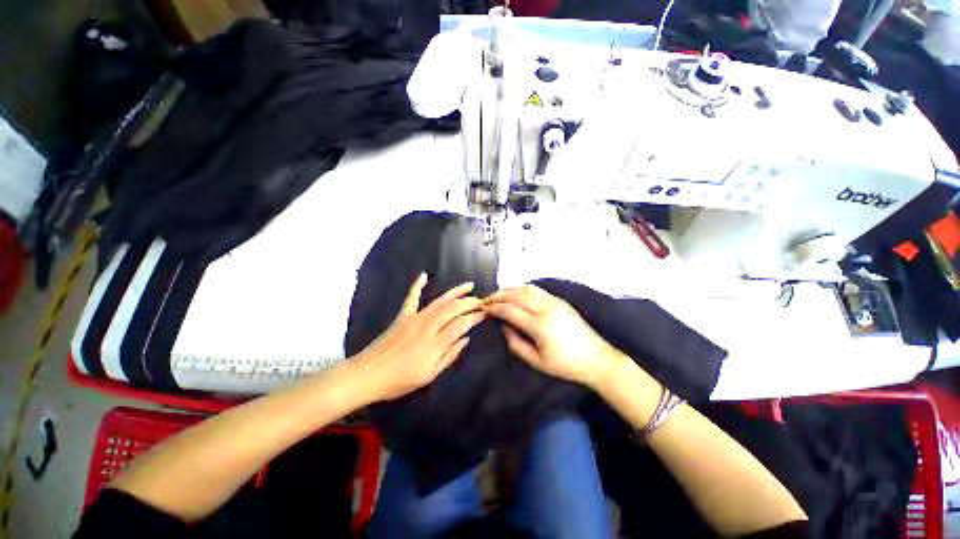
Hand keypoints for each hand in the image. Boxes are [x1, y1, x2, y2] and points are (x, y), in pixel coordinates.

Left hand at [351, 273, 483, 402]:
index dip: (475, 317)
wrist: (367, 375)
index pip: (461, 324)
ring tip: (469, 286)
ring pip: (439, 301)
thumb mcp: (429, 375)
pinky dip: (417, 285)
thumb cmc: (399, 381)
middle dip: (470, 303)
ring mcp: (414, 318)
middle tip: (482, 301)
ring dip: (455, 292)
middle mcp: (427, 326)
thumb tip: (466, 339)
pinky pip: (411, 297)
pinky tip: (424, 275)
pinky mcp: (402, 316)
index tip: (485, 313)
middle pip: (453, 309)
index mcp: (435, 343)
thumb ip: (450, 355)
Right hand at [483, 284, 622, 388]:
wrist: (596, 358)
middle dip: (498, 295)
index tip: (483, 308)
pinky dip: (522, 288)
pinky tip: (516, 292)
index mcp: (538, 325)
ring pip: (526, 288)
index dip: (494, 307)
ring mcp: (554, 301)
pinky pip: (536, 289)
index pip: (509, 310)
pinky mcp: (560, 300)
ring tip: (498, 294)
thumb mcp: (536, 361)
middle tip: (486, 299)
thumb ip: (516, 343)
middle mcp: (545, 308)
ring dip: (510, 289)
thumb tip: (503, 326)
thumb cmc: (565, 365)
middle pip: (516, 295)